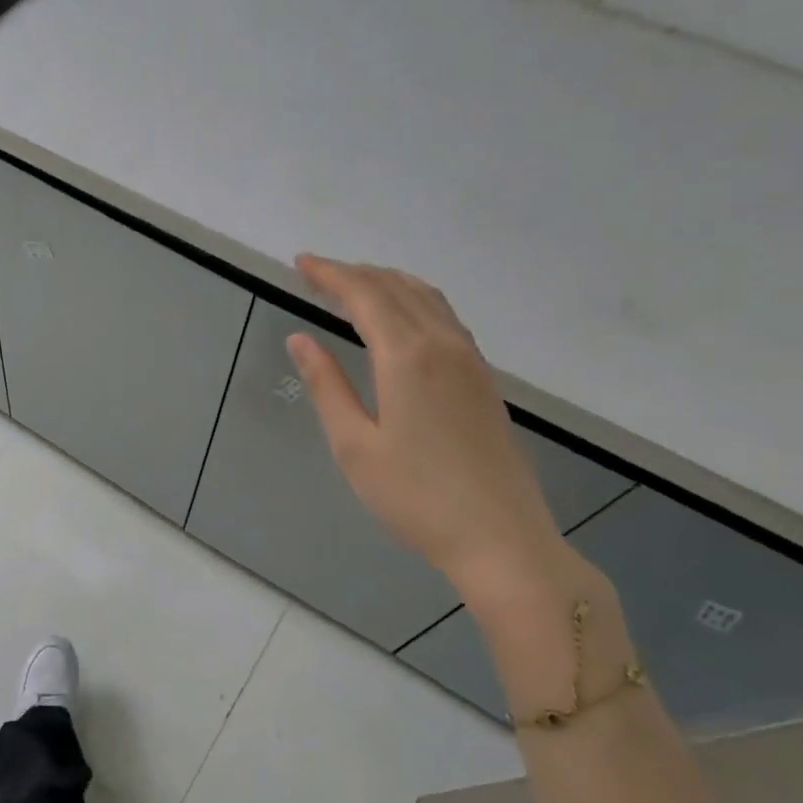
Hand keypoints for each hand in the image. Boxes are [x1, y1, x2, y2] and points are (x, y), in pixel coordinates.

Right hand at [287, 256, 560, 591]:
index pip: (363, 295)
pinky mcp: (483, 379)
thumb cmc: (416, 498)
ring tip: (353, 286)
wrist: (501, 539)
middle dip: (354, 273)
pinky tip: (402, 318)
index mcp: (407, 357)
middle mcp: (443, 345)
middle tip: (317, 273)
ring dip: (386, 283)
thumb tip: (300, 339)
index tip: (300, 263)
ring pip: (426, 298)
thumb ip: (326, 386)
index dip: (330, 274)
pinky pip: (444, 318)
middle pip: (396, 288)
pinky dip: (413, 301)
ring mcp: (470, 360)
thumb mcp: (354, 445)